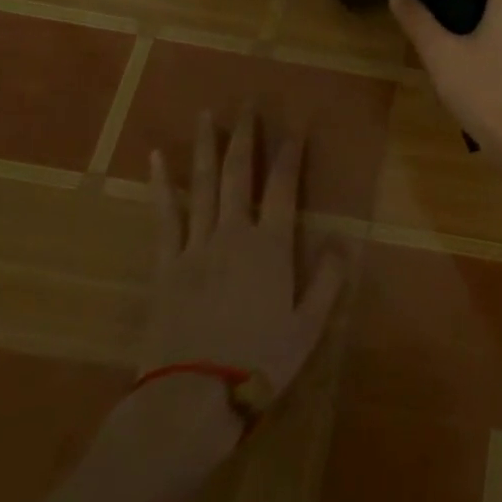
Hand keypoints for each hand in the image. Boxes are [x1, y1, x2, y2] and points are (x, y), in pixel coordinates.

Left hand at [119, 109, 344, 425]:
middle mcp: (234, 234)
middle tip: (248, 103)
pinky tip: (157, 158)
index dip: (292, 154)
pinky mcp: (165, 264)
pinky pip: (164, 215)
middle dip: (246, 136)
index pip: (285, 188)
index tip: (297, 126)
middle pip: (241, 174)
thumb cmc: (258, 363)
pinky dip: (161, 184)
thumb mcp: (308, 327)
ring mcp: (195, 246)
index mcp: (271, 247)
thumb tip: (344, 242)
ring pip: (204, 185)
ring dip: (207, 147)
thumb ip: (328, 281)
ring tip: (208, 114)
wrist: (192, 398)